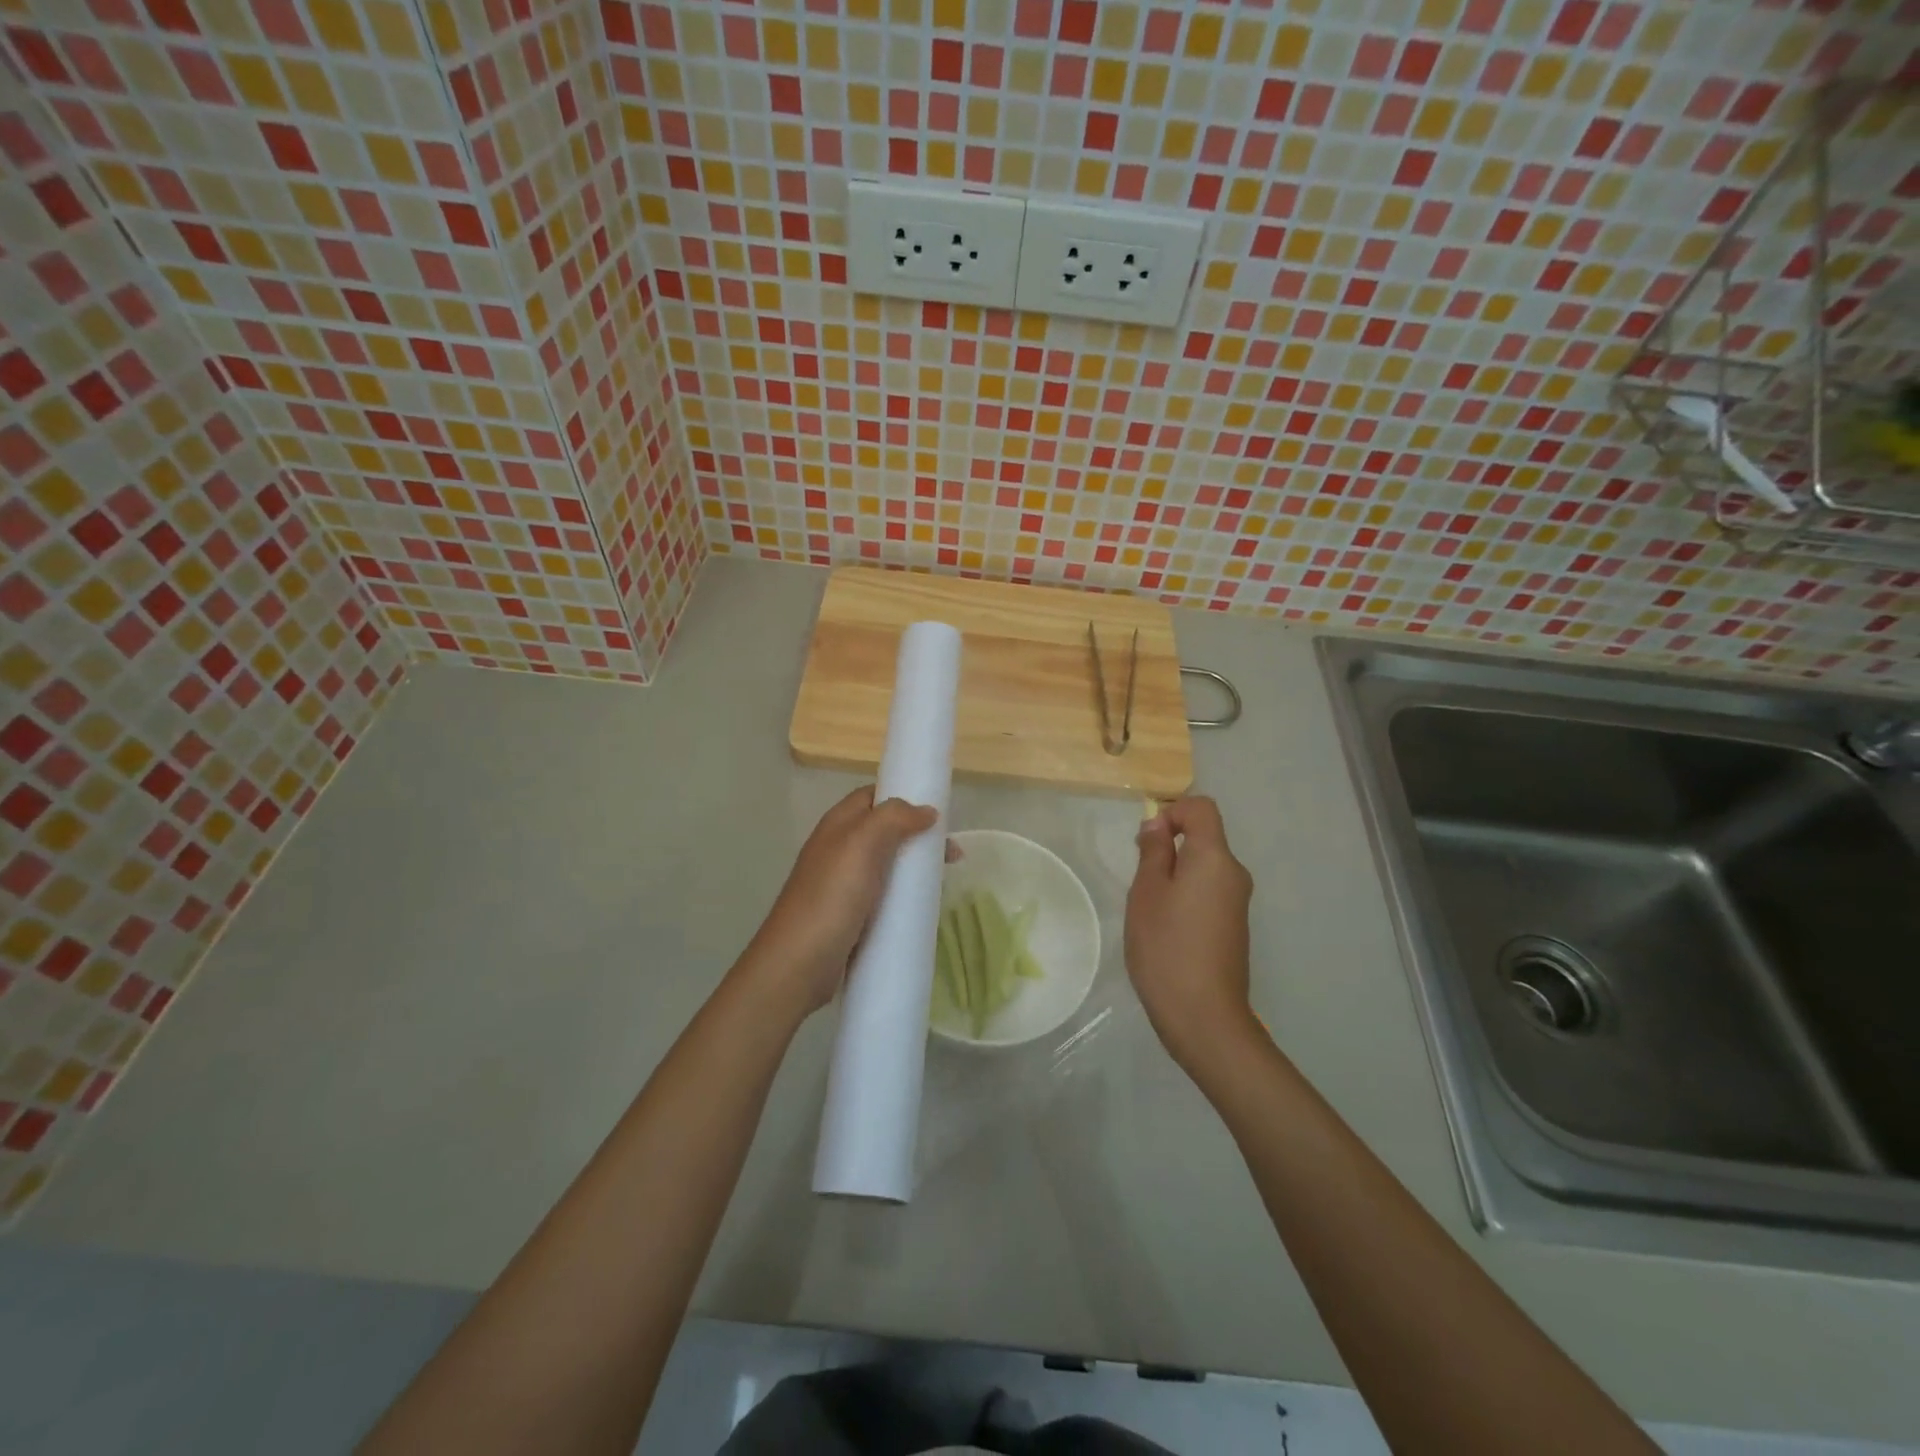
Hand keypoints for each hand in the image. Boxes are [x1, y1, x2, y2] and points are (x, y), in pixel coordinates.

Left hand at [740, 786, 937, 1018]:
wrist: (797, 964)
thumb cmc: (831, 897)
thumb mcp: (862, 845)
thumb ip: (893, 818)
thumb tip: (927, 811)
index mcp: (838, 825)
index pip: (873, 796)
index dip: (904, 796)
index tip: (938, 810)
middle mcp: (838, 849)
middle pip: (885, 830)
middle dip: (918, 835)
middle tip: (952, 853)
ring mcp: (842, 884)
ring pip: (886, 864)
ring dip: (914, 866)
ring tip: (944, 880)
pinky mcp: (849, 915)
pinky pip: (883, 895)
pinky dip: (904, 895)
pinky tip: (922, 906)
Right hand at [1126, 796, 1256, 1071]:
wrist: (1203, 1015)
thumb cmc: (1167, 946)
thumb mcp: (1147, 892)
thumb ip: (1153, 852)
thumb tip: (1158, 824)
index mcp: (1215, 858)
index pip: (1202, 808)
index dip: (1172, 812)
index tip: (1147, 841)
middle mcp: (1234, 873)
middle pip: (1204, 837)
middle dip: (1169, 846)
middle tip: (1139, 879)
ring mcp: (1238, 902)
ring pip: (1204, 867)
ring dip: (1175, 873)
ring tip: (1149, 908)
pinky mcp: (1234, 926)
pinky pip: (1209, 891)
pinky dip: (1186, 895)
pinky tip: (1166, 928)